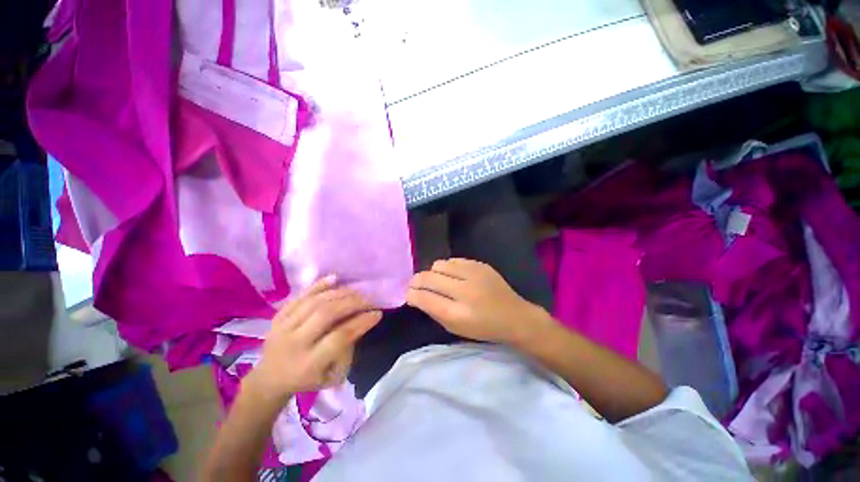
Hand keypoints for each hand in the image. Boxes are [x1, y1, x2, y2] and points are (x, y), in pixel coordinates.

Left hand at [244, 276, 381, 403]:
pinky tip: (335, 278)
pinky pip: (300, 295)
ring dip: (340, 293)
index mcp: (308, 364)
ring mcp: (282, 327)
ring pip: (315, 302)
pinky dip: (319, 285)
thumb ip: (347, 349)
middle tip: (368, 300)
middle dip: (352, 303)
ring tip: (356, 292)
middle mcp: (294, 343)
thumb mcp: (332, 375)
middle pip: (326, 314)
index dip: (361, 322)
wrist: (270, 378)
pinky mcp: (277, 316)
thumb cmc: (307, 379)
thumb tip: (361, 321)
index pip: (339, 336)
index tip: (377, 313)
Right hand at [406, 258, 552, 345]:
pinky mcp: (480, 265)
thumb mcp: (456, 329)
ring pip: (439, 264)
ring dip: (433, 273)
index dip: (411, 294)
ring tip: (437, 281)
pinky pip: (453, 260)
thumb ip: (434, 311)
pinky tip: (453, 276)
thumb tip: (416, 295)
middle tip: (415, 285)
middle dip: (416, 281)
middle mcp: (464, 291)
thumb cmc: (484, 328)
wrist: (515, 316)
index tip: (409, 293)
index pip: (424, 297)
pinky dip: (448, 268)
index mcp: (458, 313)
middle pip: (428, 277)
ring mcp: (473, 274)